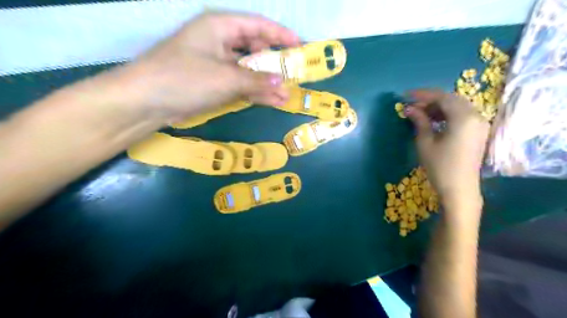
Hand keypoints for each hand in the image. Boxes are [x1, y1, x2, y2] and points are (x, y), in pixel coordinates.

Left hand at [108, 9, 298, 123]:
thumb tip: (281, 83)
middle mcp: (218, 42)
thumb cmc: (184, 79)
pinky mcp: (212, 83)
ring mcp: (215, 64)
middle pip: (254, 48)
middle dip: (274, 64)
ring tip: (286, 96)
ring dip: (266, 83)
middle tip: (292, 77)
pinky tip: (270, 101)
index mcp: (219, 27)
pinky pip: (239, 84)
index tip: (299, 46)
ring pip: (248, 70)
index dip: (280, 34)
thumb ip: (256, 80)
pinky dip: (254, 93)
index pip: (257, 25)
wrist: (146, 102)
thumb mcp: (225, 78)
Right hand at [405, 89, 489, 208]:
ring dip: (439, 107)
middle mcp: (476, 116)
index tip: (406, 95)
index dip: (423, 95)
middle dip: (430, 100)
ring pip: (458, 106)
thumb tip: (409, 108)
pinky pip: (463, 115)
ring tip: (420, 114)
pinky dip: (448, 114)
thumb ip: (420, 121)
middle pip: (452, 99)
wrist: (459, 189)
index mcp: (464, 118)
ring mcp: (480, 124)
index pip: (442, 97)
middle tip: (412, 106)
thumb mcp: (425, 142)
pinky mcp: (479, 132)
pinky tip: (435, 121)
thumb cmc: (440, 166)